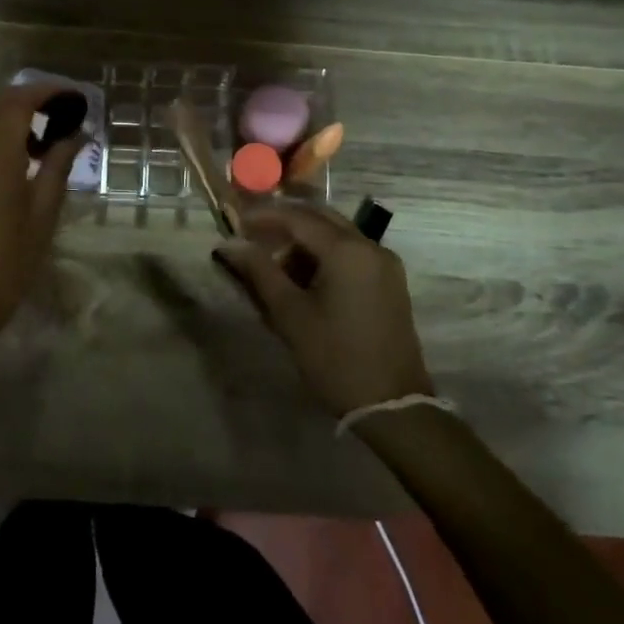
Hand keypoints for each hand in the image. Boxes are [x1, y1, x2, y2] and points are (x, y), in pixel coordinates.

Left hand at [0, 83, 84, 343]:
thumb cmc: (5, 270)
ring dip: (7, 119)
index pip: (16, 103)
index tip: (72, 97)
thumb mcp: (41, 220)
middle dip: (26, 99)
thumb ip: (57, 169)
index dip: (45, 91)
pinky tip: (13, 168)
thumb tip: (76, 134)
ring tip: (41, 143)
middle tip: (58, 115)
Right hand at [213, 201, 431, 416]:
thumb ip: (259, 272)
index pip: (297, 218)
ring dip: (305, 241)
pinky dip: (325, 255)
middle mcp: (370, 246)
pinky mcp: (390, 280)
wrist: (392, 406)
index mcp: (347, 250)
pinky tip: (305, 279)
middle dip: (285, 224)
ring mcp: (385, 262)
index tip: (236, 224)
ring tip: (275, 266)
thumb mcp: (291, 314)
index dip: (264, 217)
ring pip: (336, 234)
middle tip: (253, 238)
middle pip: (320, 218)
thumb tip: (230, 245)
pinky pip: (351, 252)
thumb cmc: (335, 358)